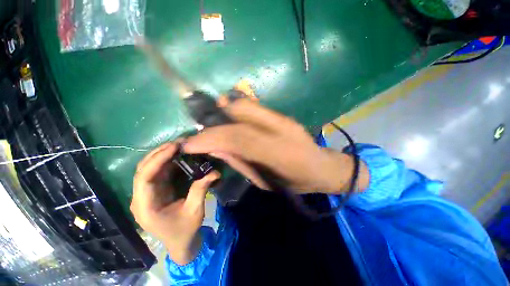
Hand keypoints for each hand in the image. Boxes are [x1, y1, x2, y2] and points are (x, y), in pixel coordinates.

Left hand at [131, 142, 219, 264]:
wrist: (180, 243)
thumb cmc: (185, 230)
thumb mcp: (195, 210)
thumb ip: (201, 189)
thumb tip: (215, 172)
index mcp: (146, 207)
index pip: (144, 178)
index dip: (157, 160)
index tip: (174, 147)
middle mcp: (141, 198)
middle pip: (143, 170)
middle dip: (159, 154)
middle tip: (177, 143)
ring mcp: (146, 194)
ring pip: (148, 169)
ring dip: (161, 156)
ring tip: (177, 146)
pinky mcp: (154, 191)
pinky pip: (157, 173)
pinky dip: (166, 162)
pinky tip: (177, 156)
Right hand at [183, 98, 368, 193]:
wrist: (322, 167)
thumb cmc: (296, 182)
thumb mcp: (266, 182)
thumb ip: (240, 162)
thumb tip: (216, 148)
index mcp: (277, 152)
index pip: (236, 138)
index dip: (209, 138)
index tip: (189, 143)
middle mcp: (279, 129)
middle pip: (239, 116)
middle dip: (214, 123)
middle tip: (200, 133)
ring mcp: (282, 118)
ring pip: (246, 106)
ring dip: (224, 112)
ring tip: (211, 124)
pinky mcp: (283, 115)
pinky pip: (254, 107)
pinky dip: (237, 108)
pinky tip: (228, 115)